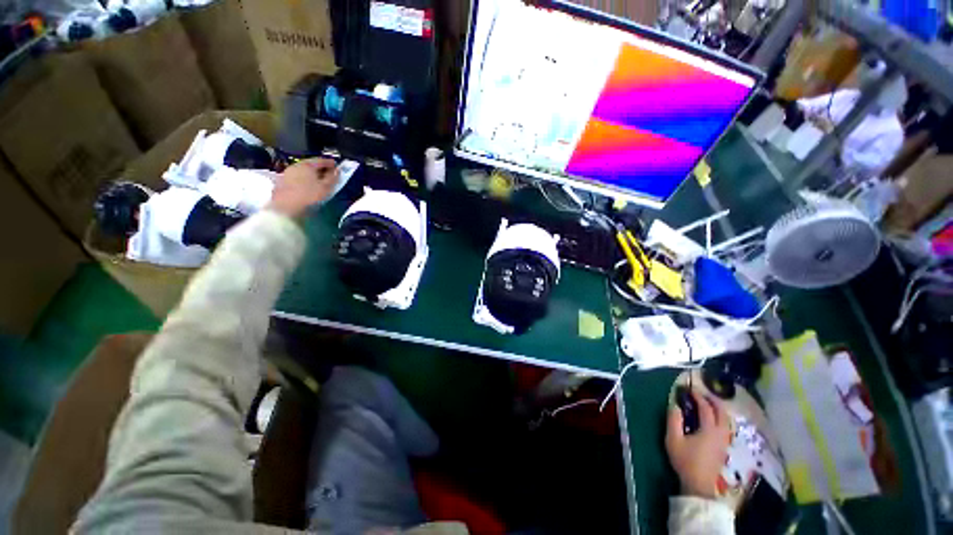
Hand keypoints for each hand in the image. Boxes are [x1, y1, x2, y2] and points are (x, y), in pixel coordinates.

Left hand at [267, 158, 339, 217]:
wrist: (285, 209)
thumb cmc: (309, 197)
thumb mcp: (326, 188)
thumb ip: (333, 177)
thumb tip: (337, 170)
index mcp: (307, 165)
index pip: (321, 160)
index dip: (330, 163)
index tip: (336, 166)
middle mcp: (295, 166)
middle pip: (310, 164)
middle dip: (319, 168)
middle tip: (327, 173)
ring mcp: (286, 174)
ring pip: (301, 171)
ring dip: (310, 174)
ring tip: (317, 180)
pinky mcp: (281, 183)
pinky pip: (295, 178)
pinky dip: (303, 179)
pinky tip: (306, 186)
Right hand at [665, 388, 730, 499]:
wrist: (699, 485)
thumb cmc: (685, 460)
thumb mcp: (673, 439)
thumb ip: (674, 420)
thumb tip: (674, 404)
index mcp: (709, 429)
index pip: (706, 408)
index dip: (698, 397)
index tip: (689, 389)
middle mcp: (720, 433)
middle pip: (722, 412)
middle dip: (713, 400)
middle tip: (702, 393)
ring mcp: (724, 441)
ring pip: (726, 420)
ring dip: (718, 409)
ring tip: (707, 404)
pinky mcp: (724, 447)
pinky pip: (726, 427)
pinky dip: (720, 418)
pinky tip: (712, 420)